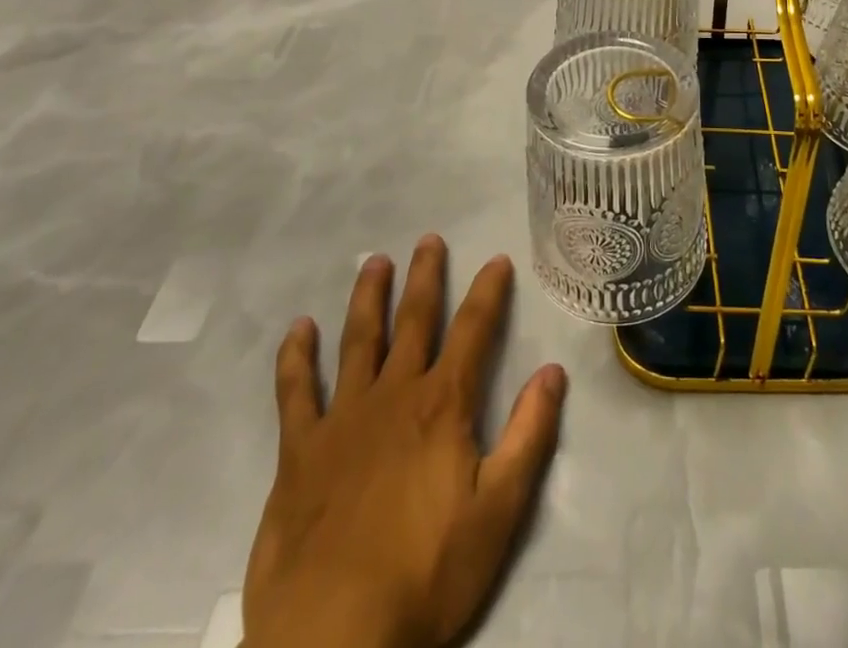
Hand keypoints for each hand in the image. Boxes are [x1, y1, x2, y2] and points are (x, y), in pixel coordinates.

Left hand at [243, 238, 567, 647]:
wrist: (332, 641)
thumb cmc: (425, 576)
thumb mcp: (499, 513)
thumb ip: (529, 436)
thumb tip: (552, 372)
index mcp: (442, 406)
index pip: (474, 331)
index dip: (488, 292)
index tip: (496, 259)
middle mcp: (394, 395)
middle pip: (414, 321)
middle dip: (425, 277)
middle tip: (429, 240)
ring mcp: (342, 419)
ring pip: (358, 341)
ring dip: (368, 298)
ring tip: (375, 262)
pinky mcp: (299, 452)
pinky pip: (295, 392)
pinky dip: (296, 357)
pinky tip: (298, 329)